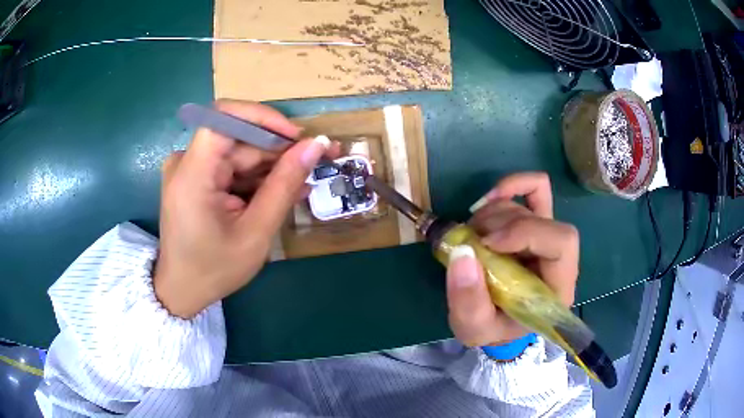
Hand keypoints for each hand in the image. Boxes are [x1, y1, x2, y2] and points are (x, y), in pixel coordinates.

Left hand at [154, 100, 337, 318]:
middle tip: (314, 164)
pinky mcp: (194, 178)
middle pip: (237, 139)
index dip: (264, 118)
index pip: (225, 117)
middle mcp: (186, 161)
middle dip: (276, 150)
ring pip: (238, 153)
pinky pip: (229, 168)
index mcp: (192, 173)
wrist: (182, 290)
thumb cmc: (214, 269)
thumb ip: (284, 185)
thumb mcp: (255, 232)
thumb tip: (316, 146)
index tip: (296, 138)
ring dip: (269, 168)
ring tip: (300, 186)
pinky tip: (277, 194)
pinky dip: (254, 179)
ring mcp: (188, 169)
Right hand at [446, 172, 578, 346]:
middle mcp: (560, 258)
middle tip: (472, 241)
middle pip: (544, 219)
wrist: (498, 324)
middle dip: (503, 224)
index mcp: (558, 286)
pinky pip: (535, 190)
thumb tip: (462, 253)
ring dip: (493, 215)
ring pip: (528, 206)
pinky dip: (511, 186)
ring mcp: (547, 237)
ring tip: (470, 237)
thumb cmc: (492, 329)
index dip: (525, 232)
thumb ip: (468, 301)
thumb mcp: (474, 328)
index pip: (562, 242)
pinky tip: (487, 201)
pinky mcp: (535, 223)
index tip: (487, 244)